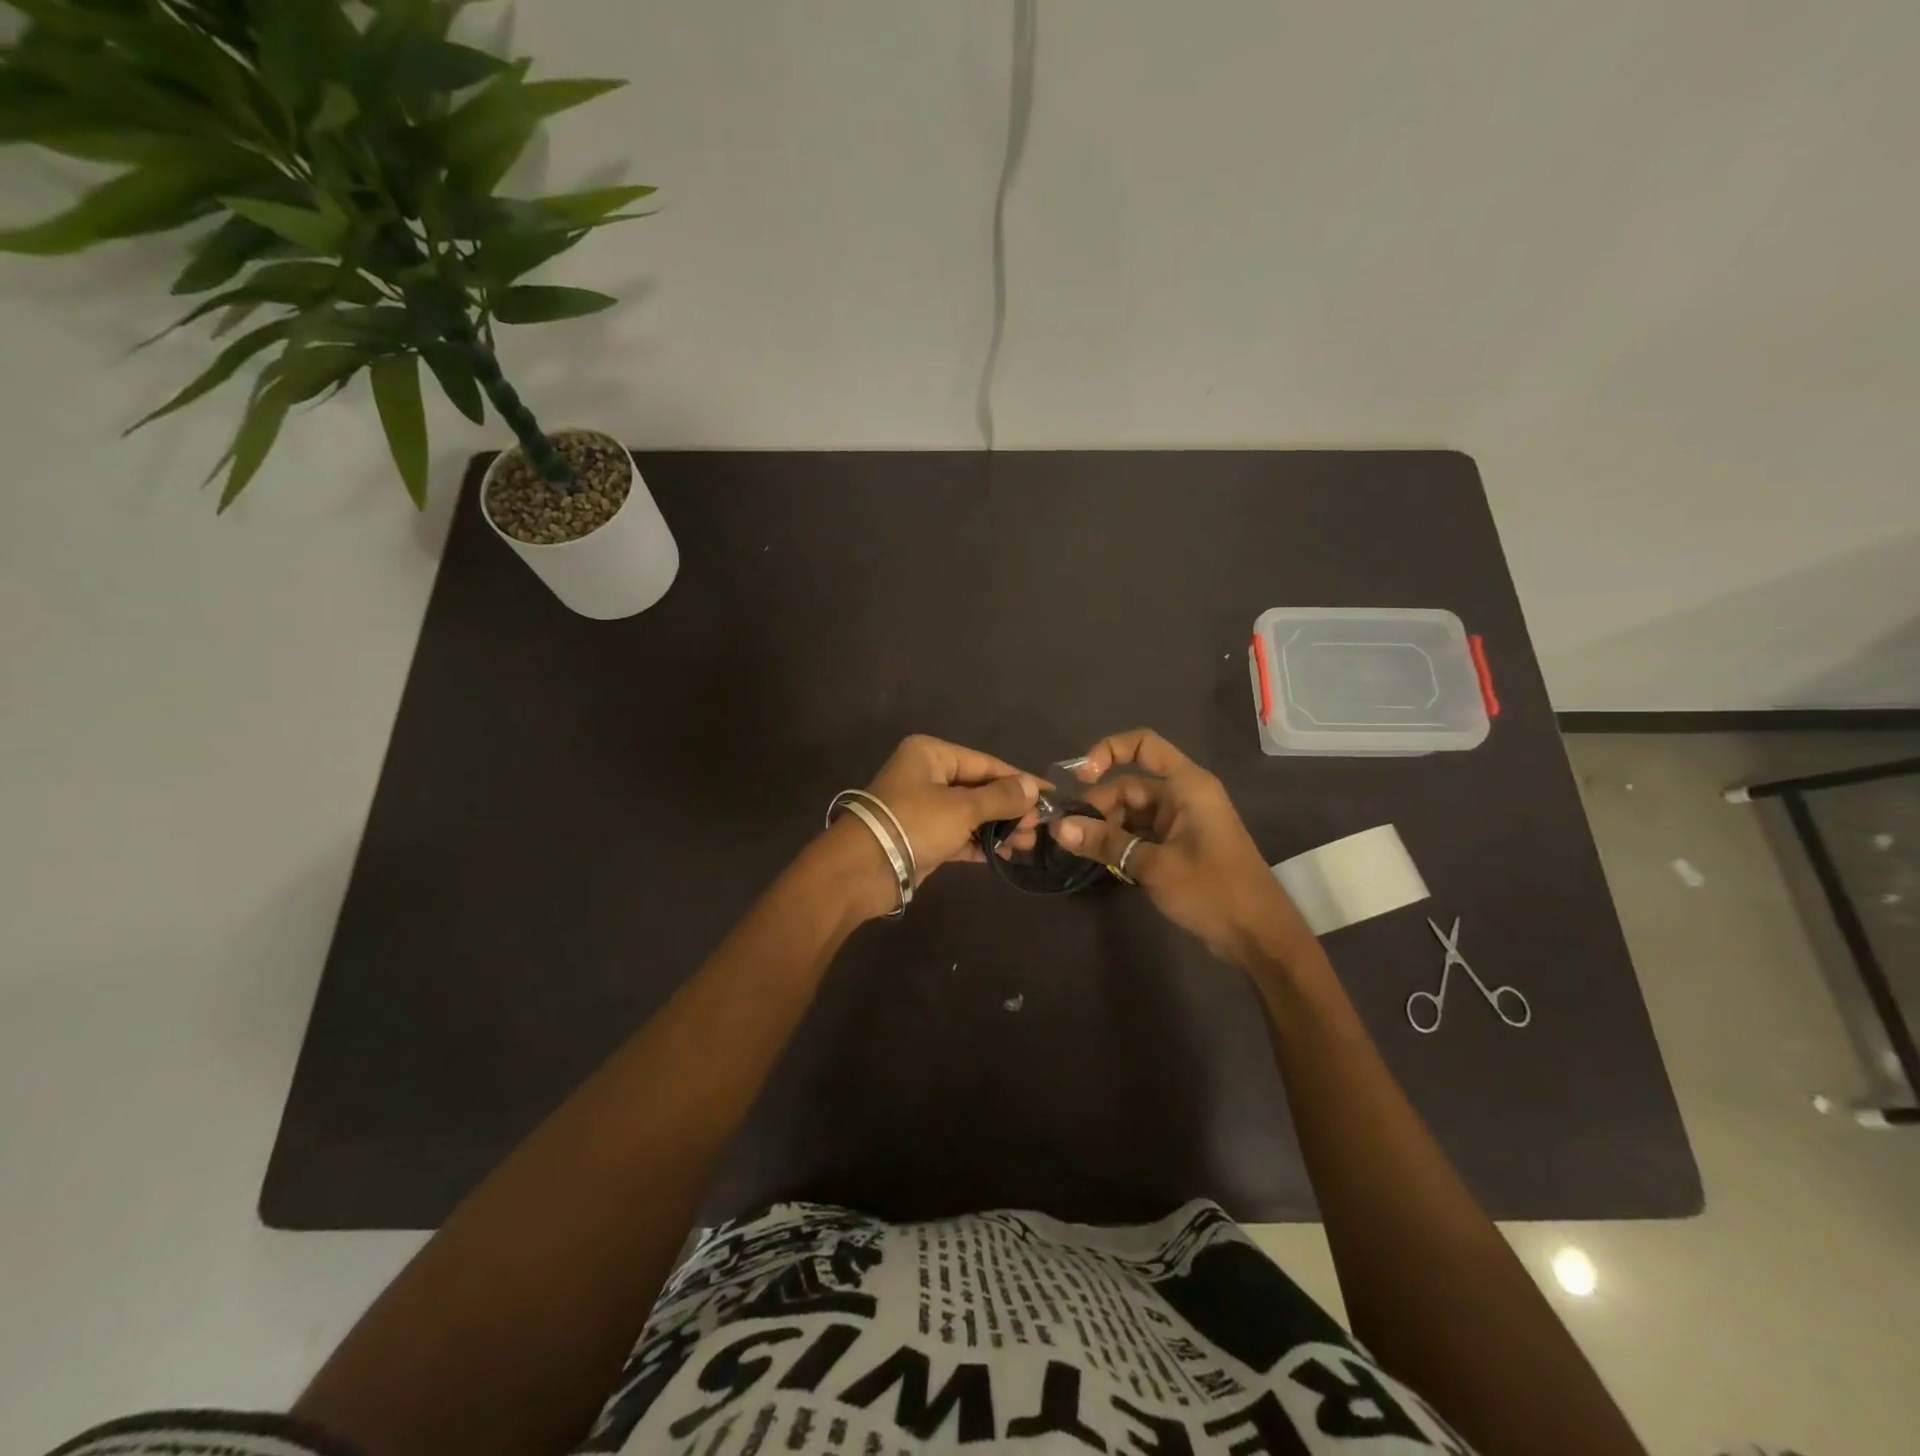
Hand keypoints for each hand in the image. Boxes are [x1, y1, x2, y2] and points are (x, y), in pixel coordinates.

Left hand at [828, 736, 1041, 914]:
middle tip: (1039, 827)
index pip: (986, 764)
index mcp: (932, 754)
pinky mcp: (925, 837)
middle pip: (980, 788)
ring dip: (1000, 827)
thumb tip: (1034, 787)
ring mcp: (925, 808)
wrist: (863, 869)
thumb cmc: (914, 824)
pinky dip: (981, 843)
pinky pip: (960, 835)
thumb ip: (1001, 797)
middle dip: (1011, 808)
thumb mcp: (962, 807)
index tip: (1051, 797)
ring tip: (1028, 842)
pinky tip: (1007, 853)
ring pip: (972, 813)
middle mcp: (928, 775)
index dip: (1020, 780)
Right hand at [1050, 728, 1307, 964]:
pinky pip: (1140, 834)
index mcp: (1187, 785)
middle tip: (1068, 835)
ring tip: (1079, 851)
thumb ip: (1105, 843)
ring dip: (1106, 829)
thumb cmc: (1213, 891)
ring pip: (1131, 813)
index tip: (1079, 779)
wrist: (1260, 938)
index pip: (1143, 745)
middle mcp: (1183, 796)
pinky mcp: (1178, 847)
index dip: (1108, 751)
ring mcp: (1181, 823)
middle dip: (1097, 807)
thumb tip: (1058, 827)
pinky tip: (1100, 862)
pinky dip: (1120, 844)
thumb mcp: (1154, 866)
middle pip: (1129, 786)